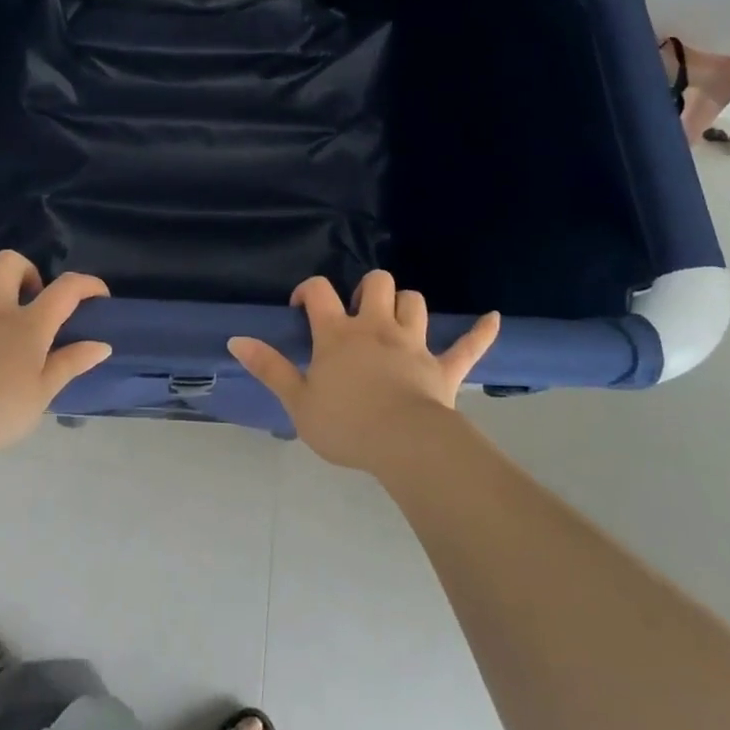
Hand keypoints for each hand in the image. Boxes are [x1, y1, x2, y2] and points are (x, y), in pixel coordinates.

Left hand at [0, 251, 110, 451]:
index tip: (98, 294)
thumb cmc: (0, 406)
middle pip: (7, 265)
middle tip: (30, 295)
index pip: (65, 291)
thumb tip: (102, 344)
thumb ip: (71, 364)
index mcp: (28, 325)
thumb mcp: (44, 392)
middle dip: (23, 270)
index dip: (86, 284)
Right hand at [228, 271, 499, 471]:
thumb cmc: (346, 424)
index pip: (320, 293)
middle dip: (366, 289)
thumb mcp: (297, 401)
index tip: (302, 306)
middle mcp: (377, 328)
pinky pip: (468, 345)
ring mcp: (414, 344)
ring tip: (395, 319)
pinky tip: (492, 318)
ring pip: (414, 303)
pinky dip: (480, 332)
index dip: (309, 290)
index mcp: (339, 334)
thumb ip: (269, 368)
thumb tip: (236, 339)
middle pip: (376, 284)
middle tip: (356, 314)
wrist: (404, 445)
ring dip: (405, 305)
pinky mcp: (444, 367)